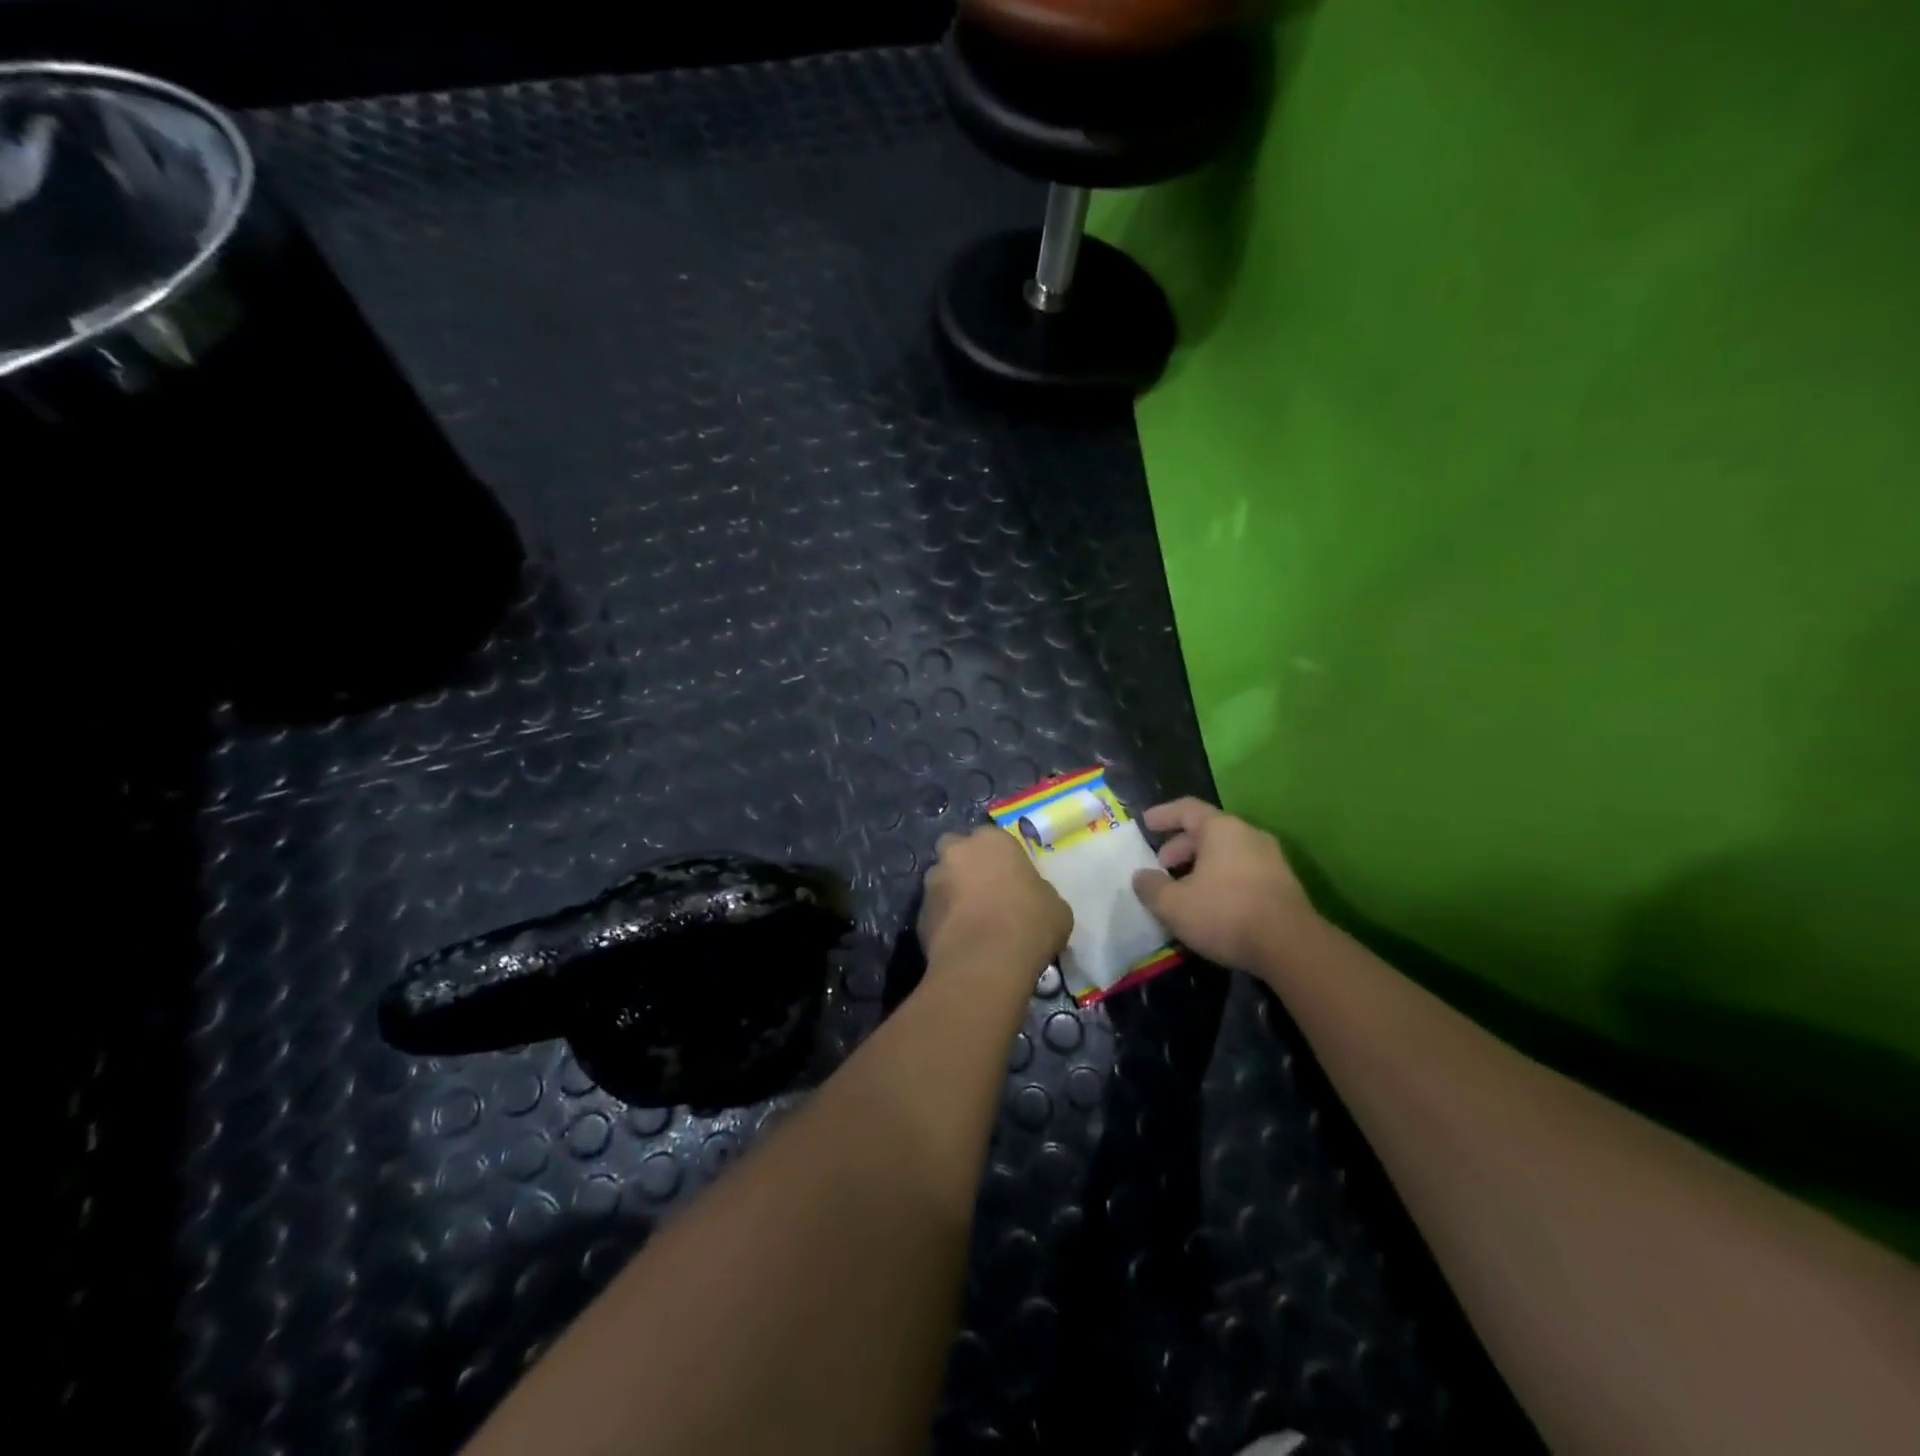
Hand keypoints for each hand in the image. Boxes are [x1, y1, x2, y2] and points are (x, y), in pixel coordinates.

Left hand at [920, 826, 1071, 974]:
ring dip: (952, 894)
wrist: (986, 962)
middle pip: (956, 850)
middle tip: (985, 891)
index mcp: (992, 840)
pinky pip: (935, 912)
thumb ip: (1039, 892)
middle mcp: (956, 853)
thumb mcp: (1055, 906)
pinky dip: (944, 922)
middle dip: (966, 865)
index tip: (1011, 878)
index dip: (1001, 858)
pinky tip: (961, 942)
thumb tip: (1032, 899)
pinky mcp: (919, 915)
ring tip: (972, 922)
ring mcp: (933, 882)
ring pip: (941, 881)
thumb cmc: (1029, 923)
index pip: (993, 838)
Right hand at [1131, 798, 1316, 974]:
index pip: (1187, 809)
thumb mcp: (1173, 904)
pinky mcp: (1284, 884)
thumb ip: (1151, 887)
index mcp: (1221, 829)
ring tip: (1184, 888)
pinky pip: (1243, 870)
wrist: (1291, 947)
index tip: (1145, 823)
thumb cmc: (1225, 913)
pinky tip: (1212, 903)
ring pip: (1227, 852)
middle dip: (1181, 846)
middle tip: (1162, 865)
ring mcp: (1271, 859)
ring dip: (1202, 864)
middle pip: (1208, 831)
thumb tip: (1141, 876)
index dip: (1163, 814)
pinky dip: (1222, 878)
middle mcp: (1249, 835)